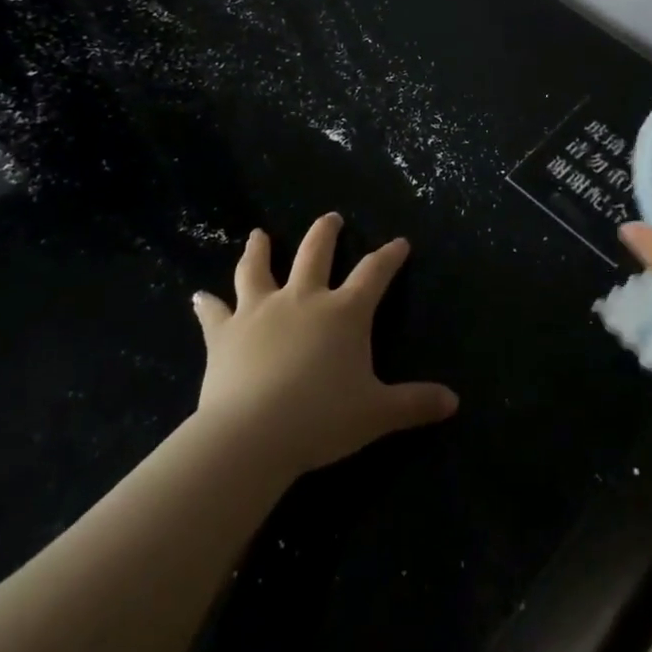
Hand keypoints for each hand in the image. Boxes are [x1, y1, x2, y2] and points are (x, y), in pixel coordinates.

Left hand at [190, 213, 458, 478]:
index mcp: (343, 313)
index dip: (389, 256)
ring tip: (258, 234)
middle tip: (331, 218)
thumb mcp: (376, 413)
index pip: (373, 273)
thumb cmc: (321, 419)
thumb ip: (414, 404)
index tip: (399, 242)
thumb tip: (453, 402)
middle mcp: (303, 299)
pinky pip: (214, 313)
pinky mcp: (225, 333)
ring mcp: (260, 311)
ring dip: (258, 250)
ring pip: (258, 269)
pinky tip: (197, 296)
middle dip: (326, 233)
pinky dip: (206, 305)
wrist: (253, 433)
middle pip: (316, 253)